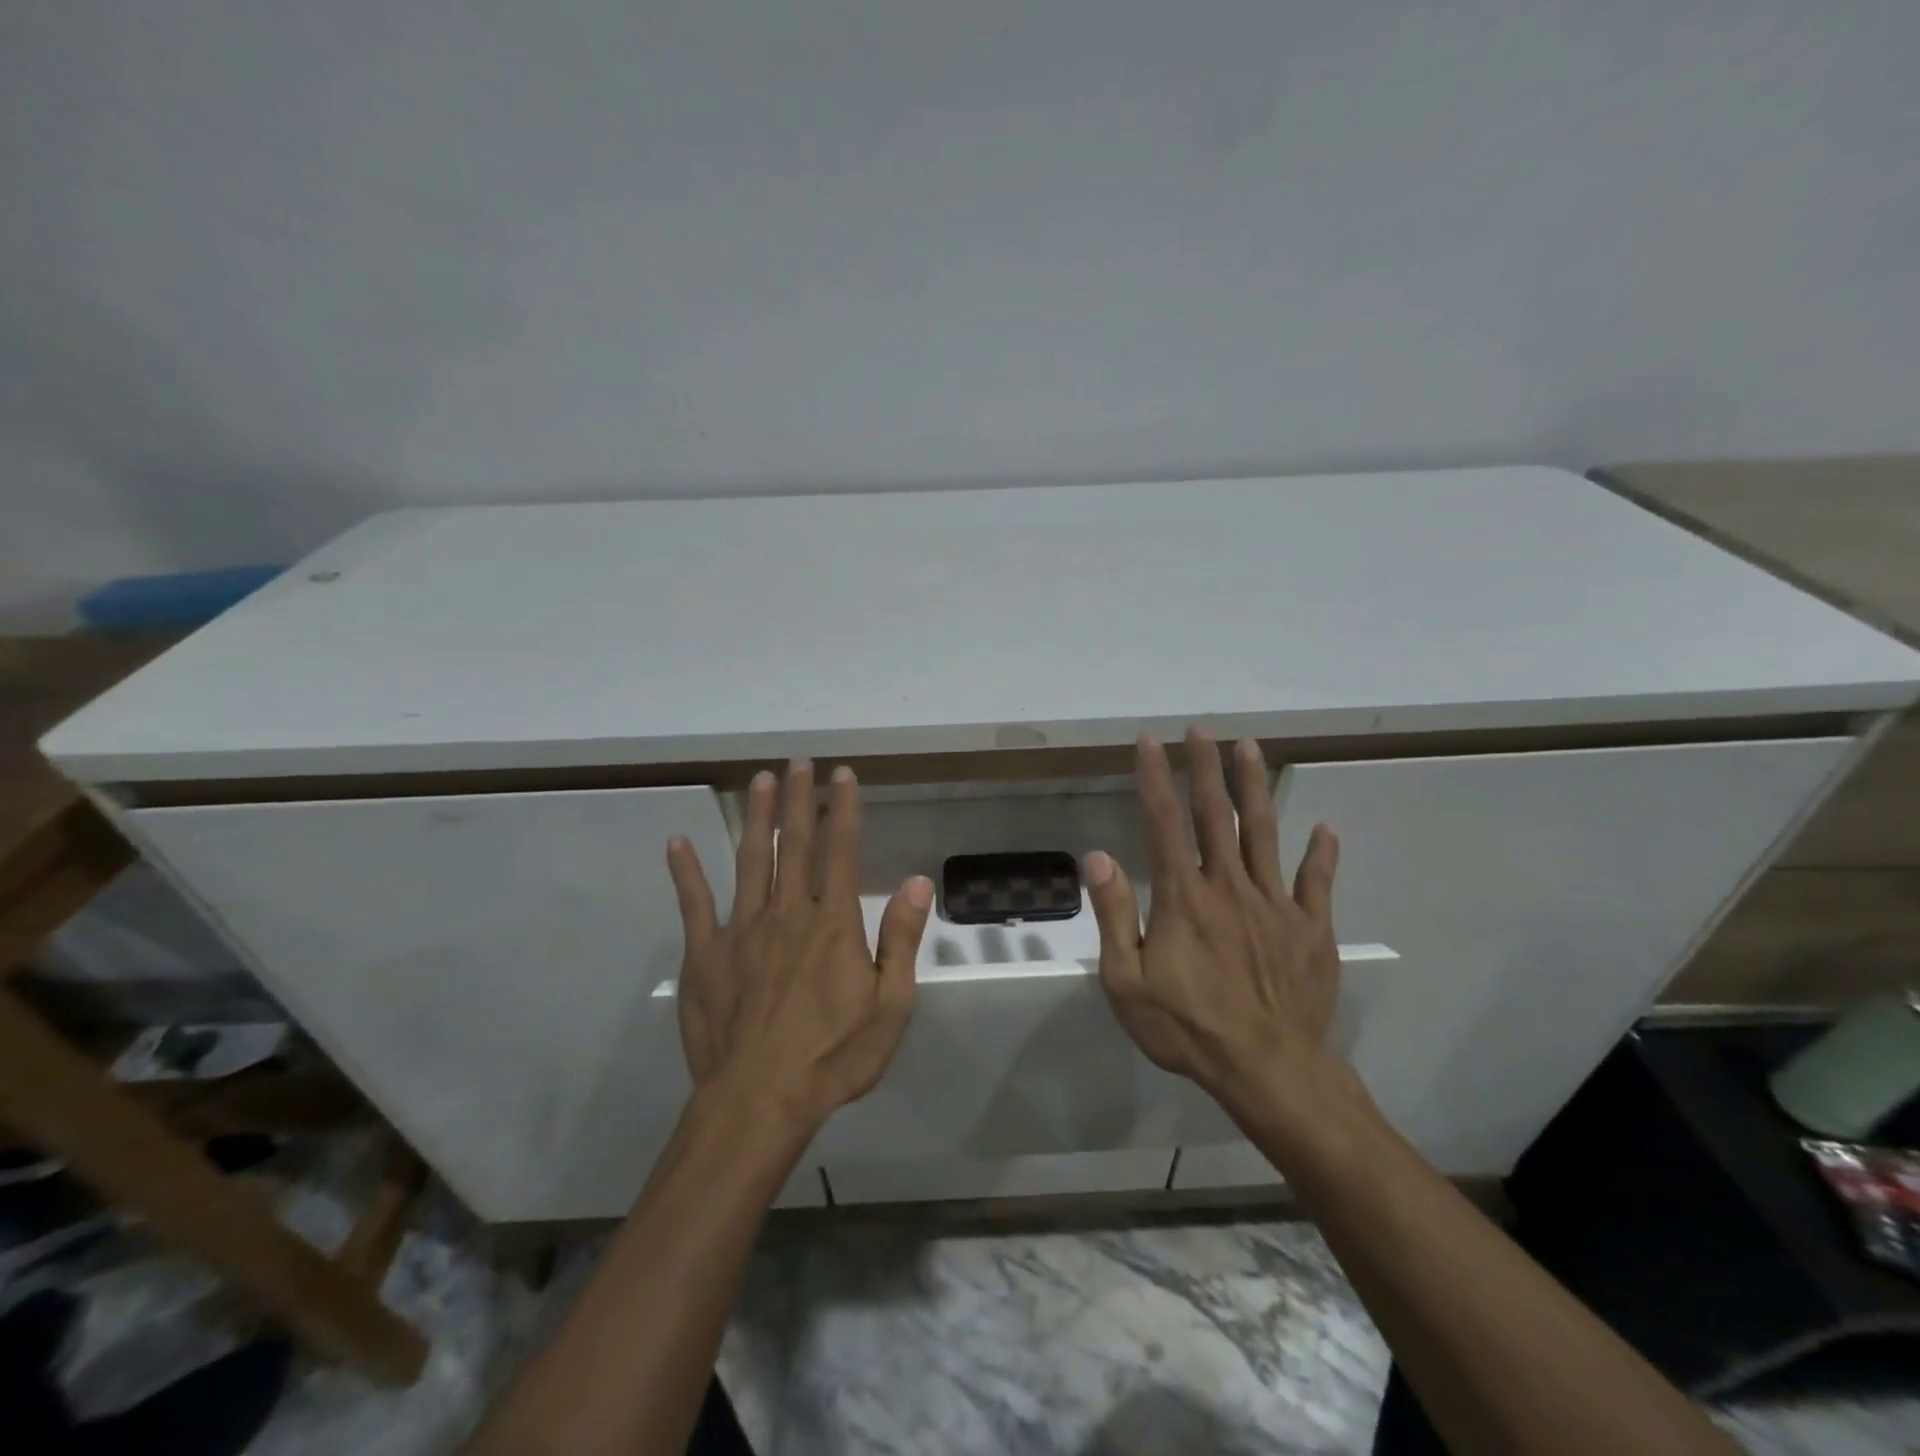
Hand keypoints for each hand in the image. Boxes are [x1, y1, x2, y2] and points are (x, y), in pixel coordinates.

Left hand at [665, 760, 932, 1131]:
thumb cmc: (832, 1057)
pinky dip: (686, 871)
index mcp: (833, 923)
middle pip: (796, 844)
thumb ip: (901, 941)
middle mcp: (788, 913)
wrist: (758, 1102)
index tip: (842, 774)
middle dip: (799, 799)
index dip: (844, 809)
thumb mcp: (889, 1007)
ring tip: (760, 780)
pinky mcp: (705, 954)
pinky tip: (677, 842)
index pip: (842, 851)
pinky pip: (694, 903)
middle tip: (799, 761)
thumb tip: (916, 883)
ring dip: (757, 817)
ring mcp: (741, 929)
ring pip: (751, 859)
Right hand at [1085, 729, 1343, 1112]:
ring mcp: (1274, 904)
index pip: (1163, 822)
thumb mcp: (1127, 982)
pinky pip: (1316, 882)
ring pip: (1262, 833)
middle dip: (1205, 767)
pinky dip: (1321, 853)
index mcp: (1183, 896)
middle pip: (1214, 815)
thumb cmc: (1187, 1028)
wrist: (1268, 1070)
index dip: (1155, 777)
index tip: (1149, 741)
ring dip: (1254, 788)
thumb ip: (1114, 914)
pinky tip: (1325, 828)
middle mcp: (1228, 886)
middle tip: (1201, 729)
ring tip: (1250, 747)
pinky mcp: (1309, 928)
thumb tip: (1097, 857)